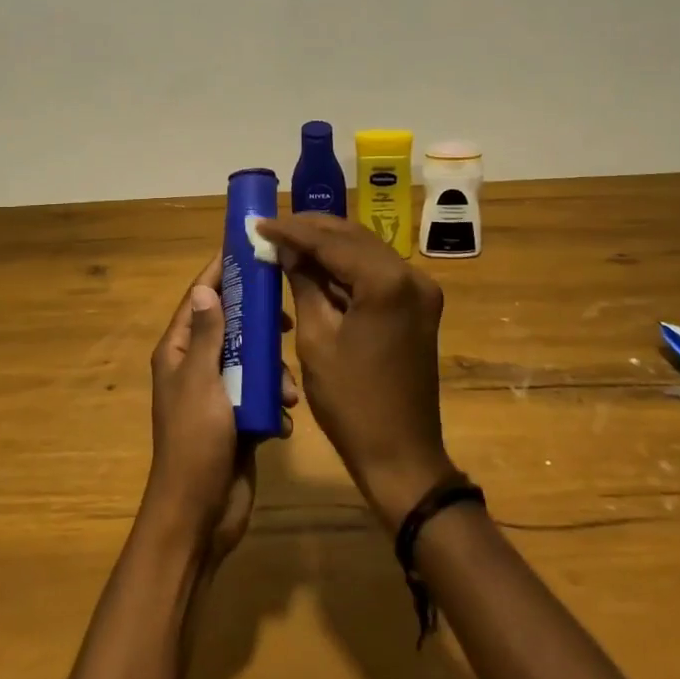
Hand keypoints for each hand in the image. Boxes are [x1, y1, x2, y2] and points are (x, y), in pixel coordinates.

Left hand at [144, 259, 296, 563]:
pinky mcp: (236, 418)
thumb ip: (206, 334)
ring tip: (287, 390)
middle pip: (230, 326)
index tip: (246, 251)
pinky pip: (258, 395)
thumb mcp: (202, 381)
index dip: (219, 274)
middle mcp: (195, 366)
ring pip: (250, 362)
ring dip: (271, 373)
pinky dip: (272, 402)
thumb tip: (203, 288)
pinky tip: (281, 419)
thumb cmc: (196, 442)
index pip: (198, 299)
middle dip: (258, 325)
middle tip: (285, 320)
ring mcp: (217, 394)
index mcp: (178, 352)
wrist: (200, 514)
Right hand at [258, 214, 454, 528]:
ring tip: (287, 241)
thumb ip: (303, 283)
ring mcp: (420, 290)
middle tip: (271, 228)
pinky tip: (316, 266)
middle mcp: (411, 276)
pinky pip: (377, 272)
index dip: (292, 230)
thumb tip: (286, 248)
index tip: (259, 223)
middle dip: (311, 230)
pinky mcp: (419, 305)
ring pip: (366, 251)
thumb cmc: (351, 403)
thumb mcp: (316, 338)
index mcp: (386, 283)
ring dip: (328, 245)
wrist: (402, 455)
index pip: (331, 242)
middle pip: (353, 237)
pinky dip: (346, 267)